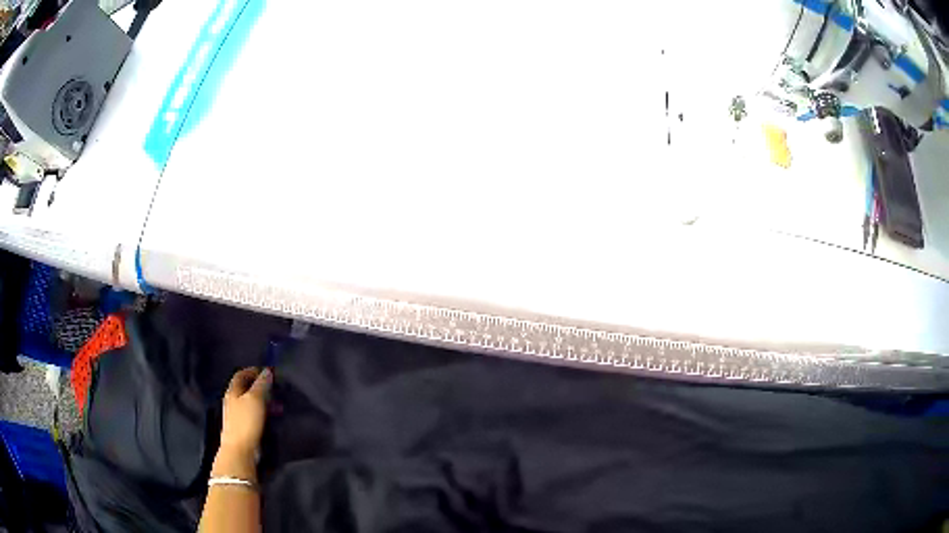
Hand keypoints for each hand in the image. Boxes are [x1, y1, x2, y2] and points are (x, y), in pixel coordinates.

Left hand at [219, 367, 271, 458]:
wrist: (239, 449)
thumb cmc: (246, 421)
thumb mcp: (255, 399)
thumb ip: (261, 384)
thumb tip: (267, 371)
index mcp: (233, 391)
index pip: (241, 374)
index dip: (253, 371)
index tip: (267, 371)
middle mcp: (233, 401)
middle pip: (246, 388)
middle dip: (261, 386)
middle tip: (275, 388)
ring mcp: (238, 415)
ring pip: (251, 402)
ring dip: (264, 400)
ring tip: (278, 405)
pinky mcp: (244, 427)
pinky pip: (254, 414)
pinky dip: (264, 412)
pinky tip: (272, 417)